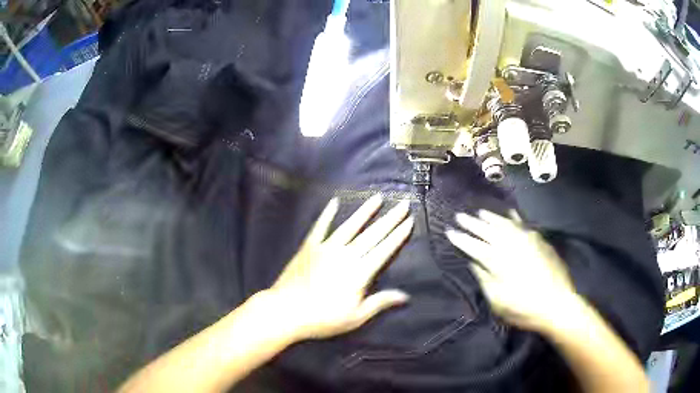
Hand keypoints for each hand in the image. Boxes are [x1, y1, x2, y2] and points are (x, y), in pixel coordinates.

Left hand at [267, 195, 413, 340]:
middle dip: (390, 219)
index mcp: (359, 273)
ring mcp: (326, 248)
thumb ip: (380, 303)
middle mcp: (346, 255)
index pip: (384, 250)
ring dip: (365, 211)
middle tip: (403, 204)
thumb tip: (405, 296)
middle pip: (372, 234)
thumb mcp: (356, 317)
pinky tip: (334, 202)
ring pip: (350, 226)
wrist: (286, 311)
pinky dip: (327, 214)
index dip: (398, 235)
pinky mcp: (309, 247)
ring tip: (377, 198)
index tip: (409, 221)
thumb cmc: (323, 318)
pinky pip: (320, 227)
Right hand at [446, 210, 576, 330]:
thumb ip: (484, 279)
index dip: (461, 239)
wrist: (557, 304)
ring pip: (504, 223)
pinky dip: (514, 217)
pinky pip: (523, 224)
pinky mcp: (538, 240)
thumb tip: (474, 262)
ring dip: (491, 217)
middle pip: (487, 231)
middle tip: (460, 216)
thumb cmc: (523, 308)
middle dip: (472, 224)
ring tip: (480, 212)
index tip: (449, 232)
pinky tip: (509, 213)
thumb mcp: (497, 301)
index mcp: (498, 261)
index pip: (474, 247)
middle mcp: (510, 245)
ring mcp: (526, 240)